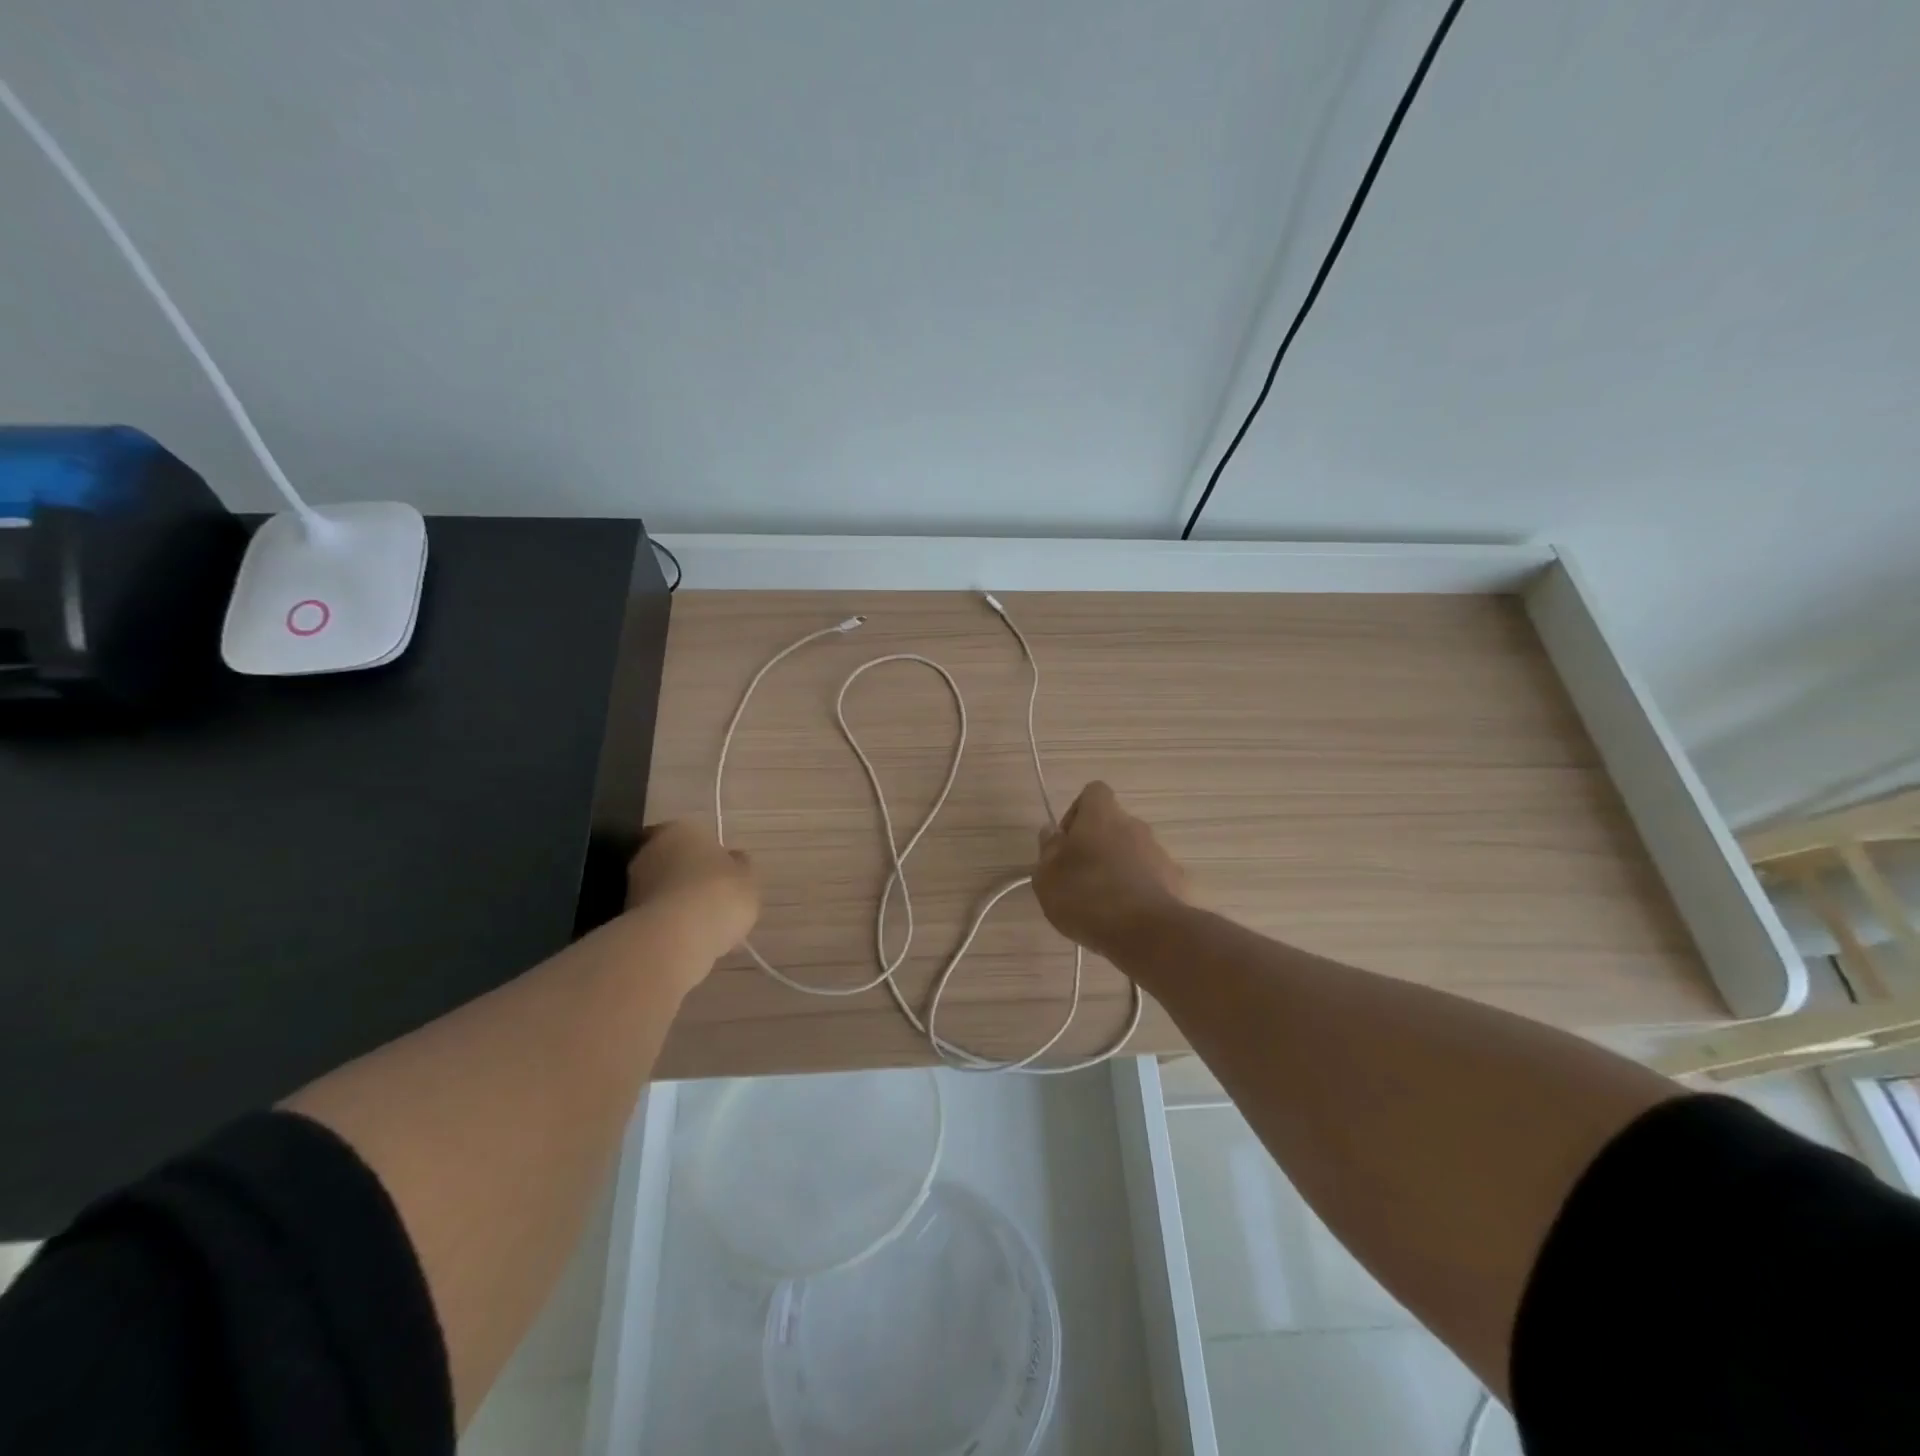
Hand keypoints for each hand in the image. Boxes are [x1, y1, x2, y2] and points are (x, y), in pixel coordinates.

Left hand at [626, 820, 759, 963]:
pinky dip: (669, 923)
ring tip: (704, 924)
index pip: (692, 834)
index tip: (722, 873)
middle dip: (688, 876)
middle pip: (673, 860)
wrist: (677, 937)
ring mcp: (633, 883)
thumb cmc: (720, 893)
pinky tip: (689, 938)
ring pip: (662, 888)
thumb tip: (732, 860)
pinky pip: (656, 914)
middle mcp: (650, 849)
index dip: (708, 853)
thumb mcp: (747, 877)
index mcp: (681, 829)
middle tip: (713, 898)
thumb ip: (738, 866)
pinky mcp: (625, 916)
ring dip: (678, 901)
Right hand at [1033, 782, 1190, 958]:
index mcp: (1101, 816)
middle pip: (1113, 824)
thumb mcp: (1047, 877)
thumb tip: (1052, 832)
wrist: (1148, 933)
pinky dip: (1138, 890)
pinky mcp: (1175, 881)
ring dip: (1118, 868)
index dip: (1077, 812)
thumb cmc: (1087, 897)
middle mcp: (1134, 825)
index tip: (1066, 842)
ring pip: (1132, 852)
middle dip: (1097, 845)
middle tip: (1079, 877)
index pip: (1093, 792)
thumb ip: (1048, 850)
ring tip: (1102, 903)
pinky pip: (1150, 877)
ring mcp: (1159, 852)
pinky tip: (1126, 917)